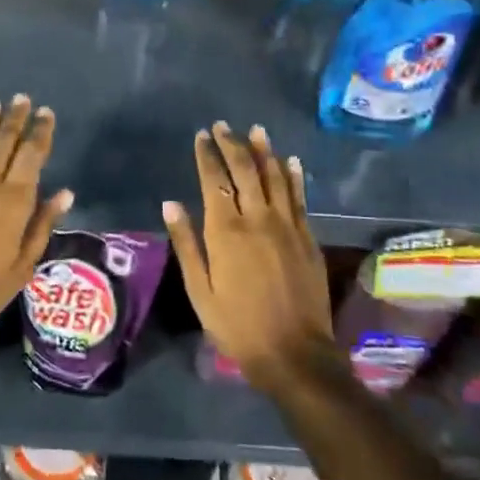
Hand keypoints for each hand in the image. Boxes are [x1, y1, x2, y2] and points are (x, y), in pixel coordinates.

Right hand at [161, 122, 332, 385]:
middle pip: (245, 170)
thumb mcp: (199, 290)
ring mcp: (287, 226)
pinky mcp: (308, 238)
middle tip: (223, 126)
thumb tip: (171, 204)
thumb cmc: (237, 325)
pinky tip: (291, 161)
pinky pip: (299, 198)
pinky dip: (294, 176)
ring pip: (276, 177)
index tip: (201, 136)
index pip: (214, 180)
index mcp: (226, 231)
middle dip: (233, 144)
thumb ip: (186, 244)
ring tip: (256, 130)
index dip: (207, 155)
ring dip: (265, 151)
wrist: (294, 353)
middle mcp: (258, 219)